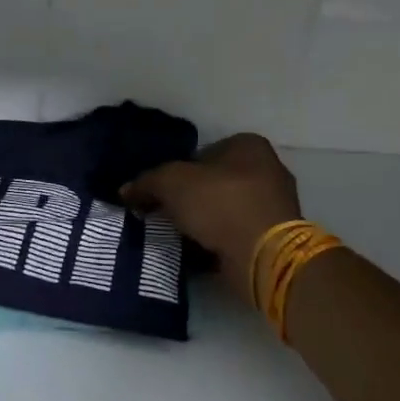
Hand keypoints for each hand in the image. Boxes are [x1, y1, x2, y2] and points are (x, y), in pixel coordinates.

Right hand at [121, 134, 302, 299]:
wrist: (264, 255)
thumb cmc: (220, 204)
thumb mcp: (171, 183)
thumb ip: (146, 182)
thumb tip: (125, 191)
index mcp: (248, 145)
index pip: (201, 153)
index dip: (176, 171)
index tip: (159, 194)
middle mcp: (267, 169)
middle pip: (213, 182)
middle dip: (189, 199)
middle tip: (165, 215)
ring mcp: (275, 204)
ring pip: (224, 209)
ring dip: (203, 222)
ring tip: (178, 236)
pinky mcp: (275, 237)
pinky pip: (235, 234)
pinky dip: (218, 241)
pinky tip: (198, 252)